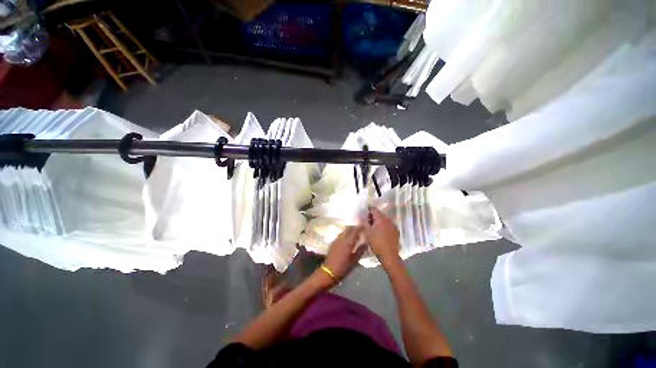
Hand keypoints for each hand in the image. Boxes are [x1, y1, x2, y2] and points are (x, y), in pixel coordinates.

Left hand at [322, 226, 365, 282]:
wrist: (328, 272)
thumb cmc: (343, 268)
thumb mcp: (354, 261)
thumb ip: (360, 250)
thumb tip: (366, 243)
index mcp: (348, 242)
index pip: (355, 230)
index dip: (360, 227)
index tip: (365, 226)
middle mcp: (342, 238)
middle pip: (348, 228)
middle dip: (355, 227)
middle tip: (361, 229)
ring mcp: (336, 240)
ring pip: (344, 231)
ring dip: (350, 230)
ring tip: (355, 234)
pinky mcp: (333, 243)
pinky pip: (340, 235)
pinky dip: (345, 234)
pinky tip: (348, 239)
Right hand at [364, 207, 400, 268]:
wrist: (389, 256)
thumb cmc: (376, 243)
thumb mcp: (367, 232)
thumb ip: (364, 222)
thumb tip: (362, 216)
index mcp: (381, 218)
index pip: (374, 209)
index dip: (368, 211)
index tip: (364, 216)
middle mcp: (388, 220)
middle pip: (379, 214)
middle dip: (373, 217)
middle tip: (367, 223)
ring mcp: (393, 226)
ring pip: (384, 220)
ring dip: (379, 222)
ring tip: (373, 229)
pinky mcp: (396, 232)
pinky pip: (388, 226)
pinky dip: (384, 227)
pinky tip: (381, 234)